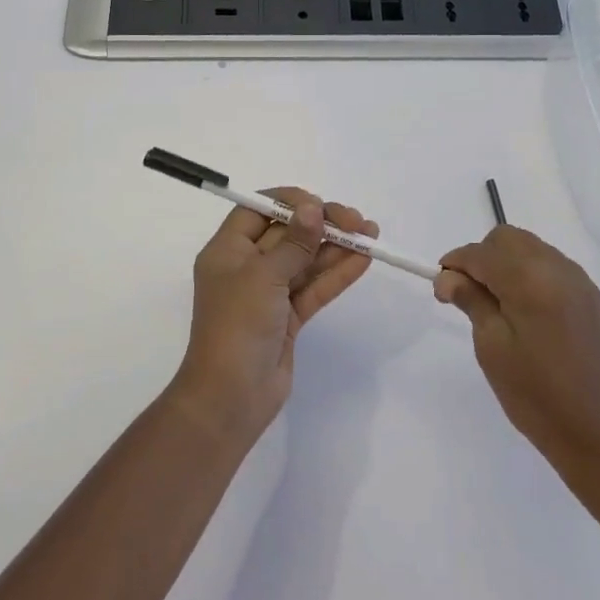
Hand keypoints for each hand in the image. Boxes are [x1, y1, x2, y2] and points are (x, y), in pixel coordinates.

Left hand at [174, 188, 377, 440]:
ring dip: (336, 247)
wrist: (231, 397)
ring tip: (372, 235)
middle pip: (286, 234)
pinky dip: (337, 274)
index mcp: (227, 251)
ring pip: (305, 261)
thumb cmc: (237, 326)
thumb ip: (293, 242)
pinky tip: (363, 260)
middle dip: (321, 225)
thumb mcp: (263, 276)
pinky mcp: (288, 318)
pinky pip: (314, 288)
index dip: (289, 202)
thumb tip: (314, 208)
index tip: (320, 204)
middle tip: (357, 221)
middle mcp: (246, 268)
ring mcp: (269, 294)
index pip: (257, 211)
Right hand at [434, 226, 599, 480]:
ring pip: (530, 248)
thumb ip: (471, 301)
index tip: (441, 291)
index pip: (481, 252)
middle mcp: (558, 269)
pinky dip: (528, 273)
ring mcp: (579, 282)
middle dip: (481, 258)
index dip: (455, 264)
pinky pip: (550, 266)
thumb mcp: (492, 348)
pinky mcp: (590, 298)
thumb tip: (448, 276)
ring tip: (493, 305)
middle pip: (507, 239)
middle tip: (467, 296)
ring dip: (505, 263)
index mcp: (531, 280)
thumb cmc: (537, 395)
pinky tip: (522, 309)